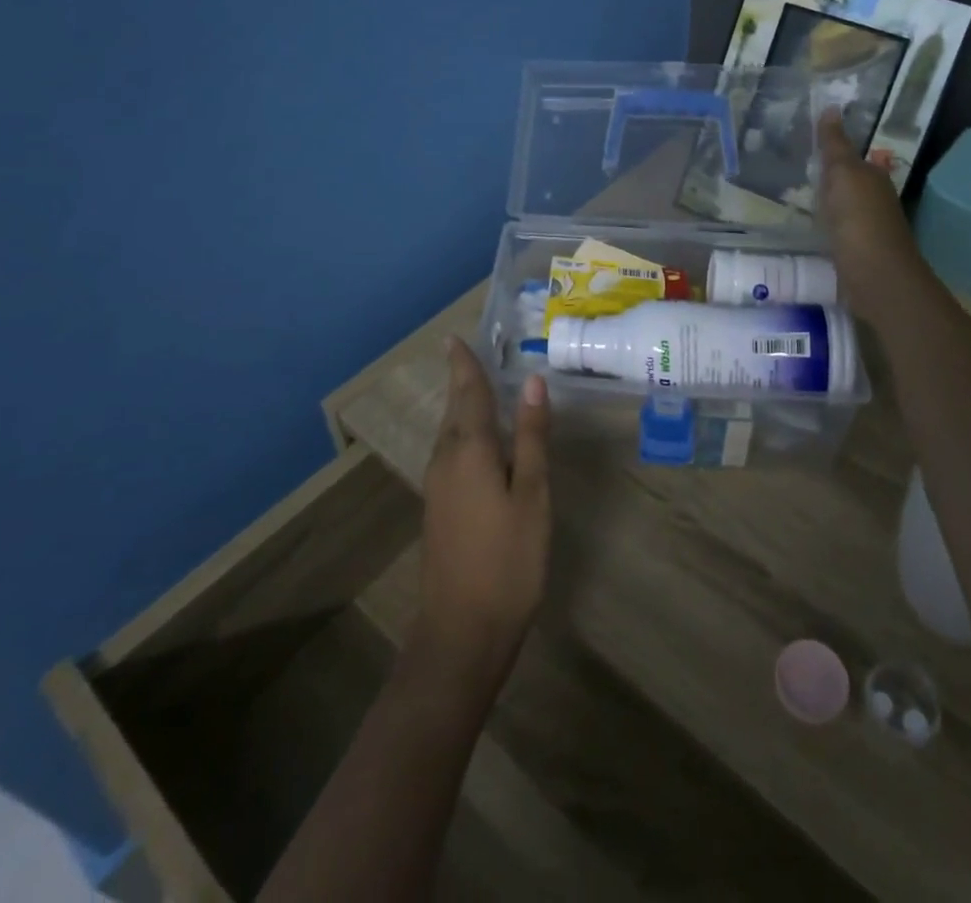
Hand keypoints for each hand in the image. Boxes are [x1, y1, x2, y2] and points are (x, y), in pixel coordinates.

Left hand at [414, 339, 551, 686]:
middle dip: (462, 380)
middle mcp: (445, 460)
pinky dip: (465, 431)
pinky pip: (451, 452)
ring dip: (463, 405)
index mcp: (468, 450)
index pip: (468, 393)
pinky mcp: (440, 508)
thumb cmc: (507, 560)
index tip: (455, 337)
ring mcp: (438, 487)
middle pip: (455, 409)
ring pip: (451, 432)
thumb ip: (531, 437)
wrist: (461, 633)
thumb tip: (532, 382)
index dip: (464, 364)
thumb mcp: (532, 494)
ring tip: (479, 384)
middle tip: (472, 352)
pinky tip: (480, 438)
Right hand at [816, 107, 932, 321]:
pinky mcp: (857, 253)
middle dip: (827, 177)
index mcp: (873, 177)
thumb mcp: (843, 174)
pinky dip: (824, 227)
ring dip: (825, 203)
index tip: (806, 146)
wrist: (876, 276)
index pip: (852, 157)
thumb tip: (832, 107)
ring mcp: (867, 229)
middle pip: (848, 183)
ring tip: (795, 198)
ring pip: (842, 208)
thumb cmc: (858, 219)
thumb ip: (835, 145)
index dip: (832, 151)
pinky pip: (837, 231)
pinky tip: (809, 229)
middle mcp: (875, 199)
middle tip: (794, 169)